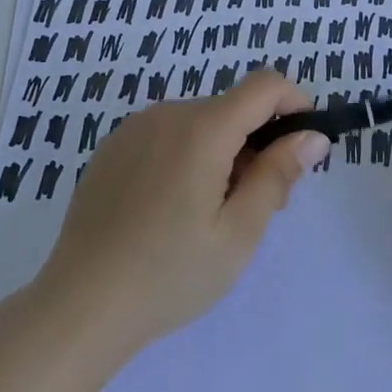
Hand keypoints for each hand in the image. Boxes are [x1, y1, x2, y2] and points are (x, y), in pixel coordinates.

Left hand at [35, 70, 331, 359]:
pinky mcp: (113, 146)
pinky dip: (187, 156)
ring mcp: (135, 127)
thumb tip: (312, 136)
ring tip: (212, 215)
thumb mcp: (238, 234)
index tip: (303, 147)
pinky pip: (167, 135)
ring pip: (200, 123)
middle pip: (233, 108)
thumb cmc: (169, 274)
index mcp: (203, 128)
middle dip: (258, 143)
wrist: (78, 305)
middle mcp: (169, 113)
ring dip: (222, 152)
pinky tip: (171, 210)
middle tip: (259, 205)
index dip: (295, 104)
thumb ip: (278, 176)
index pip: (265, 85)